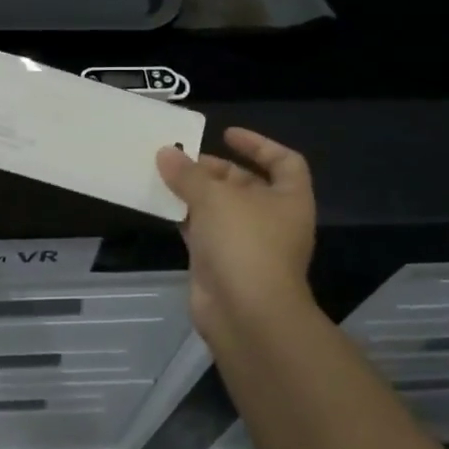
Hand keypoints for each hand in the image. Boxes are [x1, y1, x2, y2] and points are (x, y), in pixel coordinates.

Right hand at [156, 127, 315, 337]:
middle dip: (213, 169)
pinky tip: (160, 205)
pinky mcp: (221, 264)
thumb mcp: (214, 198)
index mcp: (288, 199)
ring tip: (162, 175)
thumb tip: (166, 152)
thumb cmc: (244, 243)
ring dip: (193, 193)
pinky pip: (201, 231)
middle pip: (245, 184)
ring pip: (219, 209)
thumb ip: (188, 174)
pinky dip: (183, 218)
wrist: (246, 314)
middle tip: (180, 159)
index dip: (257, 144)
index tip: (225, 135)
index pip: (283, 161)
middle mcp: (271, 219)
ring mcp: (246, 244)